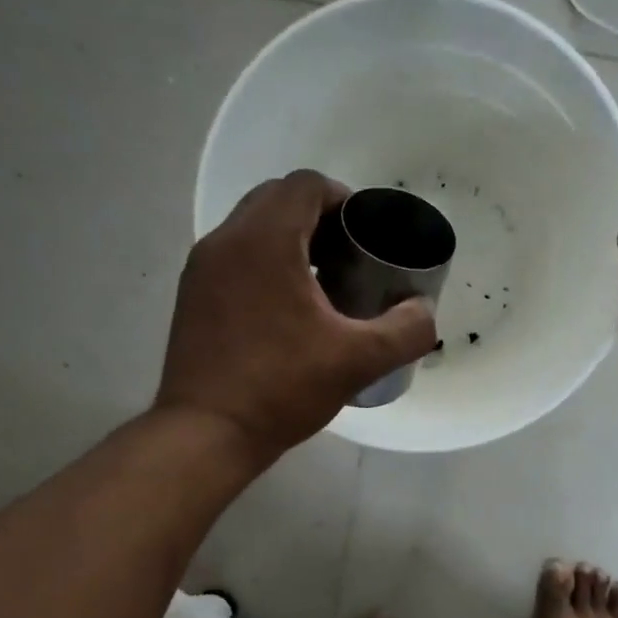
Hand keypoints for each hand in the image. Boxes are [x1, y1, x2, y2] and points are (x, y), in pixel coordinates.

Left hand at [156, 171, 437, 463]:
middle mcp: (226, 241)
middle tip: (348, 258)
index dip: (342, 198)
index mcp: (266, 240)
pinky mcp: (192, 297)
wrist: (207, 433)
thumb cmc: (282, 388)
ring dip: (290, 241)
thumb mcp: (358, 360)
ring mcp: (202, 269)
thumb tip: (425, 311)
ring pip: (251, 229)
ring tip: (322, 285)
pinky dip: (264, 265)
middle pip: (276, 200)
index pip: (305, 184)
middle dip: (317, 218)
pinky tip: (287, 312)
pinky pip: (234, 259)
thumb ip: (406, 330)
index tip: (365, 234)